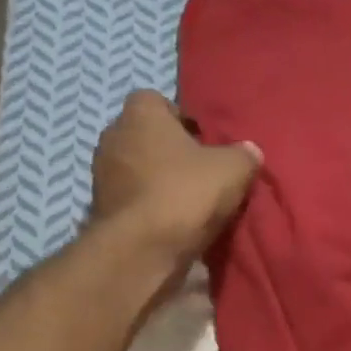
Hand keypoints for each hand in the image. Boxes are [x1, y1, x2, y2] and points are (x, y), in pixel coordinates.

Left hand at [90, 91, 262, 260]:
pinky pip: (132, 199)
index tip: (205, 142)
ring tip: (190, 202)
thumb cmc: (185, 193)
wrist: (141, 250)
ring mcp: (102, 174)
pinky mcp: (101, 209)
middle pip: (147, 136)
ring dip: (159, 182)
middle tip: (202, 172)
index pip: (158, 101)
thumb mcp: (233, 169)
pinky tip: (173, 224)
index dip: (183, 120)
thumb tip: (249, 152)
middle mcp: (113, 136)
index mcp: (140, 113)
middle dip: (171, 152)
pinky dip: (149, 207)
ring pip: (138, 169)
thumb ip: (244, 155)